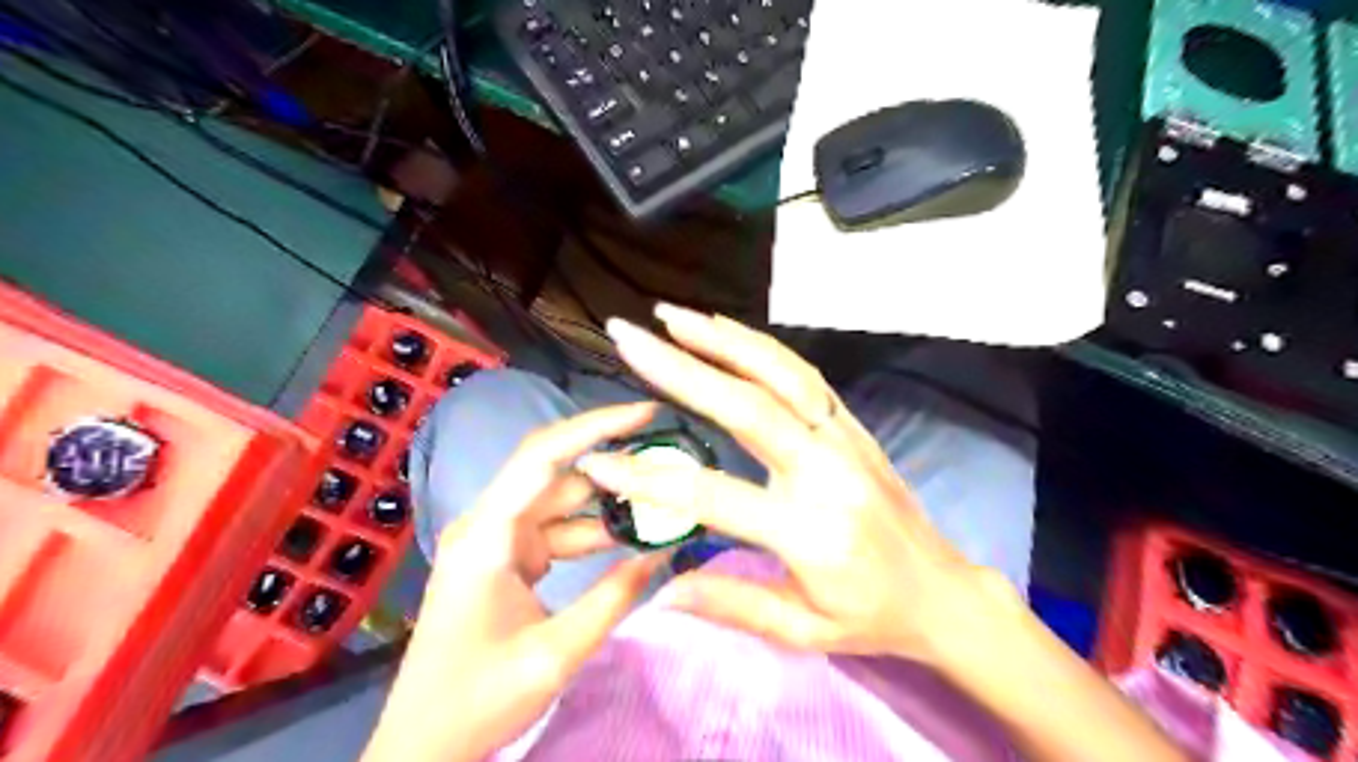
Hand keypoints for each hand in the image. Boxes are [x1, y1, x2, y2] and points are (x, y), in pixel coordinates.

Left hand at [367, 405, 666, 760]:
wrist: (423, 743)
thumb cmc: (476, 699)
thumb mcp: (553, 654)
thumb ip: (612, 599)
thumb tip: (663, 553)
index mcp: (487, 535)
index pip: (544, 456)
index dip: (595, 426)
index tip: (646, 414)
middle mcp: (490, 523)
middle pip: (557, 472)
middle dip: (613, 464)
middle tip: (669, 460)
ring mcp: (498, 539)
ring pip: (563, 501)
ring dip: (610, 502)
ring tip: (663, 500)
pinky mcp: (508, 557)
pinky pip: (559, 529)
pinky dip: (595, 530)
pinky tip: (633, 536)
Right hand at [573, 305, 1007, 663]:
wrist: (944, 591)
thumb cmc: (872, 617)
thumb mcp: (803, 632)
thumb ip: (731, 606)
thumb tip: (659, 590)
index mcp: (810, 532)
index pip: (712, 496)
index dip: (648, 480)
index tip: (597, 458)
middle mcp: (827, 472)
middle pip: (745, 407)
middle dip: (679, 368)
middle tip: (628, 337)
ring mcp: (844, 439)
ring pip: (779, 375)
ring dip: (722, 340)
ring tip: (670, 316)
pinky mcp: (852, 425)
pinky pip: (803, 375)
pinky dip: (761, 347)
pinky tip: (724, 330)